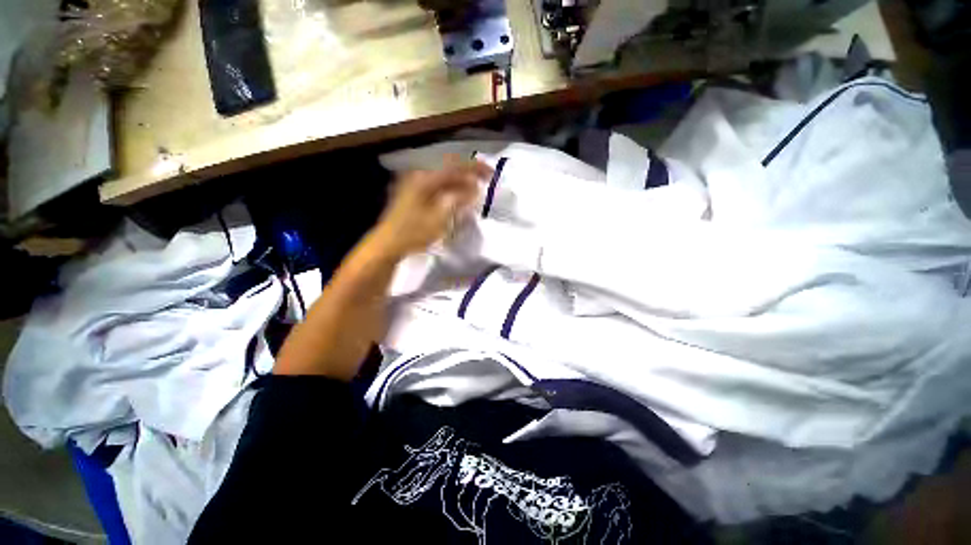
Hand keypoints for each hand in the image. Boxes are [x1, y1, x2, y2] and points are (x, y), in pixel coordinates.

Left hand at [368, 160, 492, 259]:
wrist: (388, 244)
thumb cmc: (414, 232)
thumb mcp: (439, 218)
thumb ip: (458, 200)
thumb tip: (474, 189)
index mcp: (426, 179)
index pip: (455, 167)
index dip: (475, 168)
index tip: (491, 174)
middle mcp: (419, 175)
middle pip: (449, 169)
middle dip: (469, 174)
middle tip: (485, 182)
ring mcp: (414, 184)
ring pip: (443, 178)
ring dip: (460, 183)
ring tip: (474, 192)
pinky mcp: (413, 193)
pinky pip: (437, 186)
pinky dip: (450, 190)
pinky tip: (458, 198)